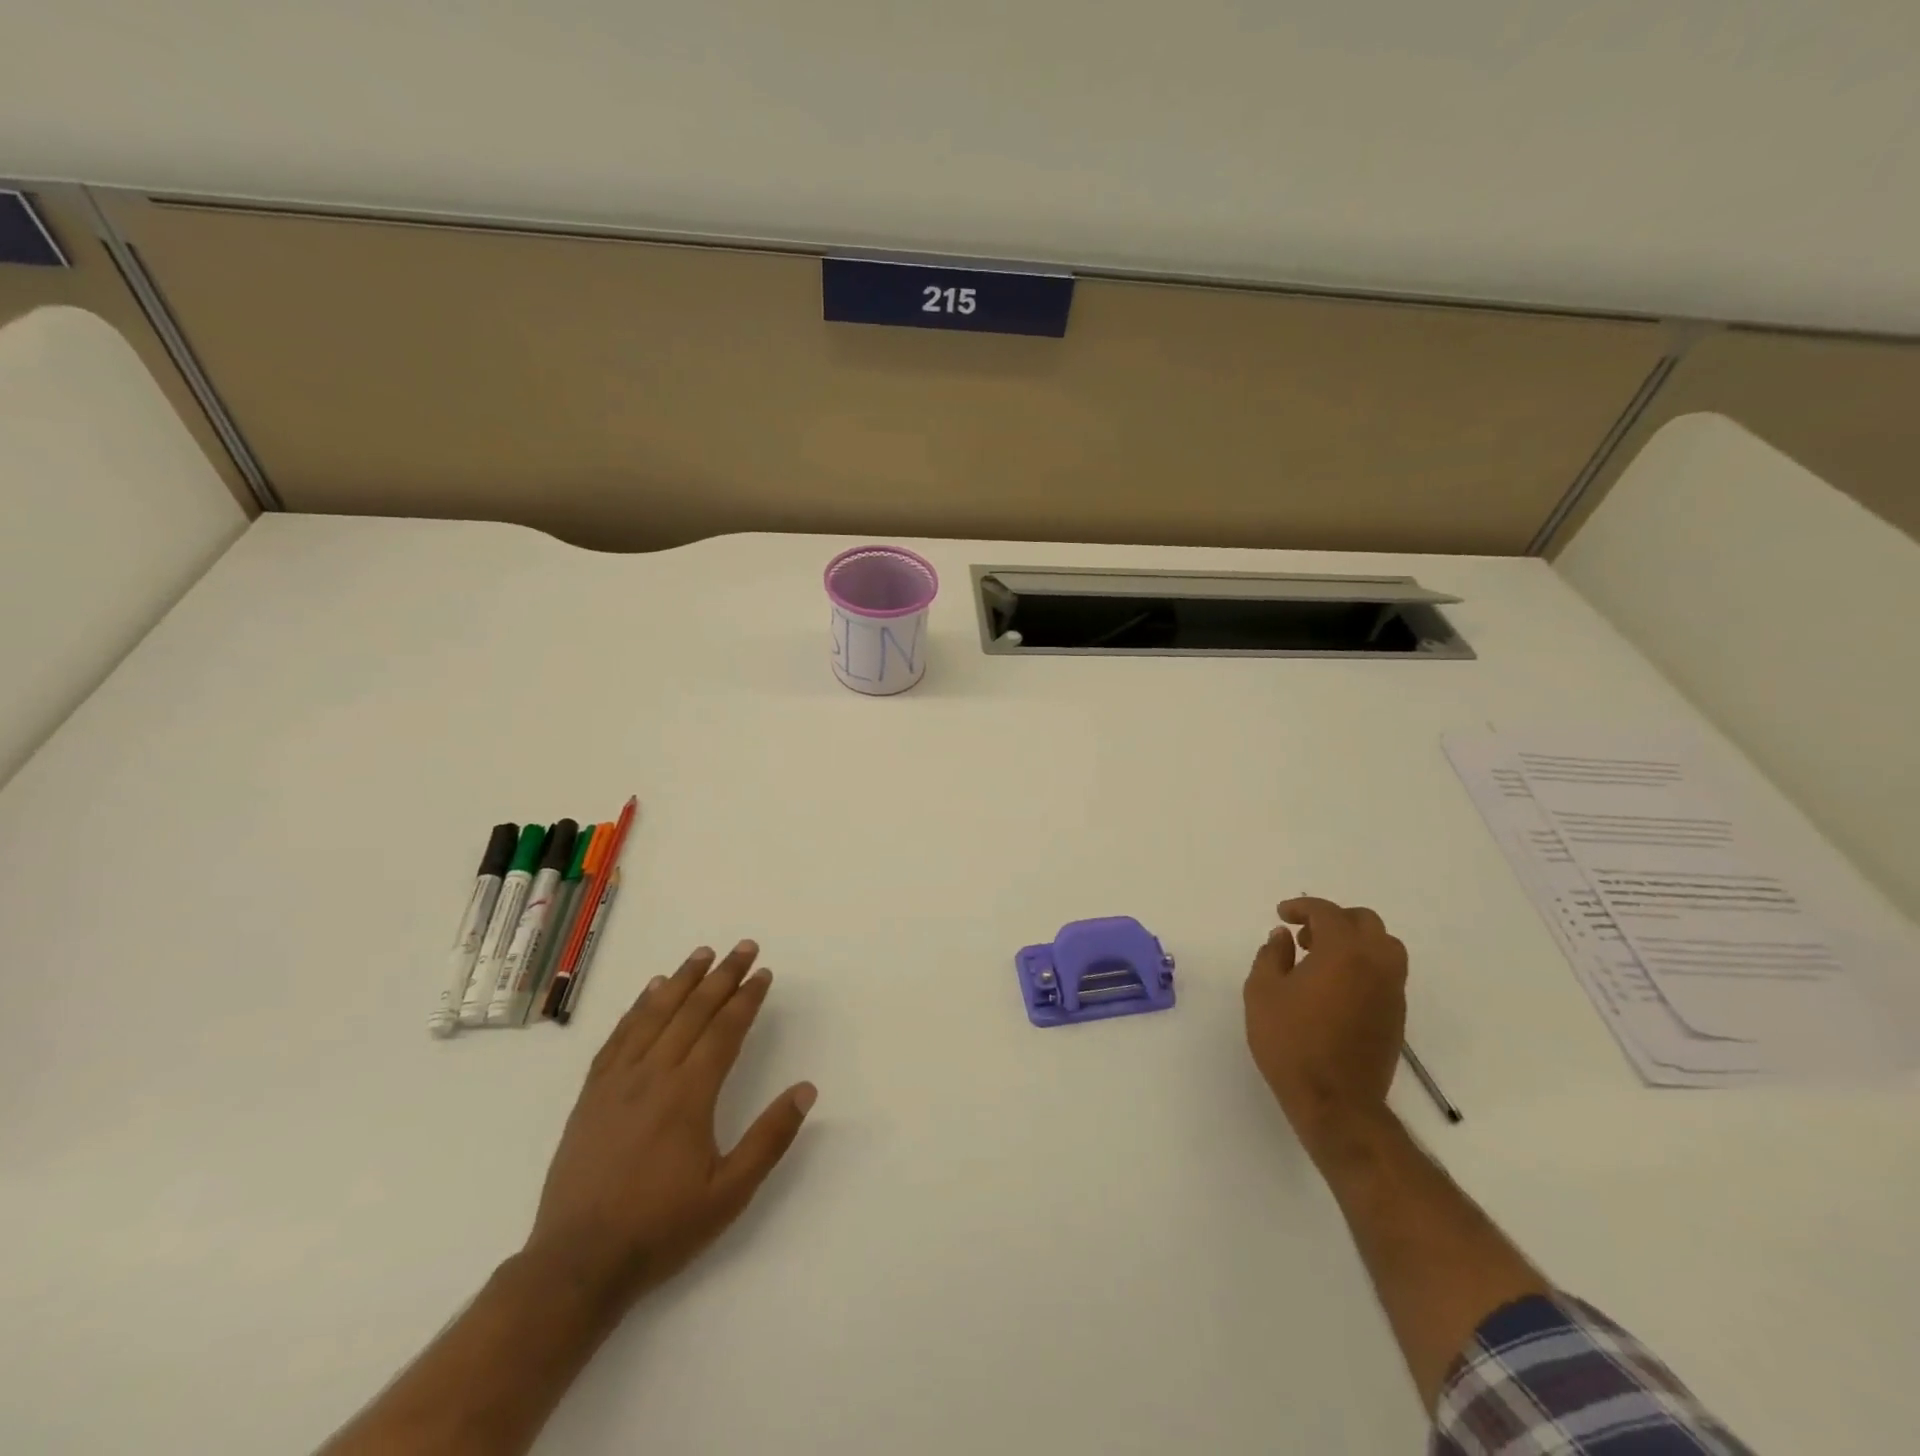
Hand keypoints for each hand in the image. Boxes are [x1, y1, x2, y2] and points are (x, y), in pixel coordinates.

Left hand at [524, 941, 816, 1309]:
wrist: (577, 1264)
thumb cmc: (661, 1229)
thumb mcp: (730, 1193)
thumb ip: (770, 1138)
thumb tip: (806, 1089)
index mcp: (689, 1095)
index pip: (725, 1031)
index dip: (747, 998)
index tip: (764, 973)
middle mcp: (654, 1075)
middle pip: (693, 1011)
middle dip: (723, 975)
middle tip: (744, 946)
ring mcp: (618, 1081)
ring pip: (655, 1015)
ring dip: (682, 980)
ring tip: (702, 954)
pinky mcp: (592, 1094)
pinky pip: (618, 1036)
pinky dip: (637, 1007)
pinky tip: (649, 991)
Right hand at [1243, 897, 1406, 1158]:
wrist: (1336, 1102)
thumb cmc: (1291, 1042)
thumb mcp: (1263, 992)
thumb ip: (1271, 955)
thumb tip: (1283, 936)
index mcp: (1344, 952)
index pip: (1327, 913)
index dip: (1302, 907)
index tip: (1282, 915)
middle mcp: (1376, 964)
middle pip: (1365, 922)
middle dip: (1333, 919)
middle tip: (1303, 936)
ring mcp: (1392, 991)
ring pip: (1384, 946)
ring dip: (1354, 941)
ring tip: (1322, 959)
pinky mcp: (1396, 1016)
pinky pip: (1386, 972)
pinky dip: (1364, 964)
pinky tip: (1335, 986)